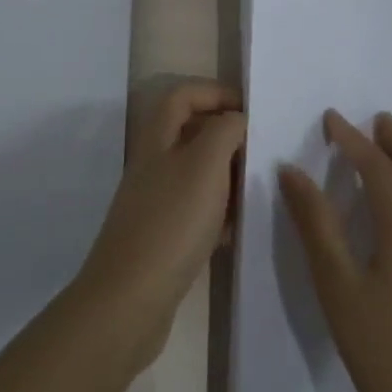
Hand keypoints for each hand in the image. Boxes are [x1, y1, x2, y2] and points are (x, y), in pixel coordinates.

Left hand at [72, 82, 245, 371]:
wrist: (131, 298)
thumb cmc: (172, 221)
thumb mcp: (205, 165)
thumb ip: (223, 132)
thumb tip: (234, 118)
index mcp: (157, 139)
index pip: (182, 96)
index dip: (214, 92)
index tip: (251, 108)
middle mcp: (152, 164)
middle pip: (189, 133)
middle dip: (225, 135)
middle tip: (261, 150)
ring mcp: (154, 201)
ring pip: (195, 174)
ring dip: (225, 175)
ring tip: (257, 187)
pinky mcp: (161, 236)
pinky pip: (195, 211)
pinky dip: (218, 212)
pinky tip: (237, 230)